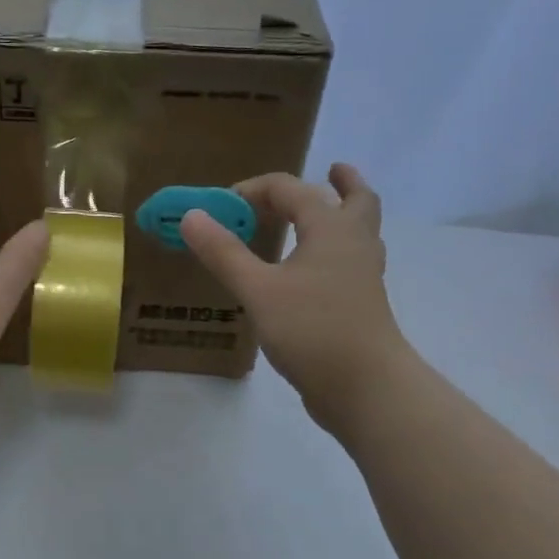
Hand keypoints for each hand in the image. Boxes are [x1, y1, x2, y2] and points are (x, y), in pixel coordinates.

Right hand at [180, 164, 402, 433]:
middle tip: (331, 170)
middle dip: (343, 183)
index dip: (254, 190)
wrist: (367, 388)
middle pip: (358, 201)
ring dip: (345, 214)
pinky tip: (315, 269)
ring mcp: (363, 277)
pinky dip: (336, 251)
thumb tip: (191, 215)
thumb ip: (224, 252)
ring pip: (361, 232)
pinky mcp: (362, 305)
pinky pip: (352, 262)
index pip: (292, 190)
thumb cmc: (313, 330)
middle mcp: (354, 244)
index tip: (223, 206)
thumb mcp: (258, 289)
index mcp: (331, 229)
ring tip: (328, 212)